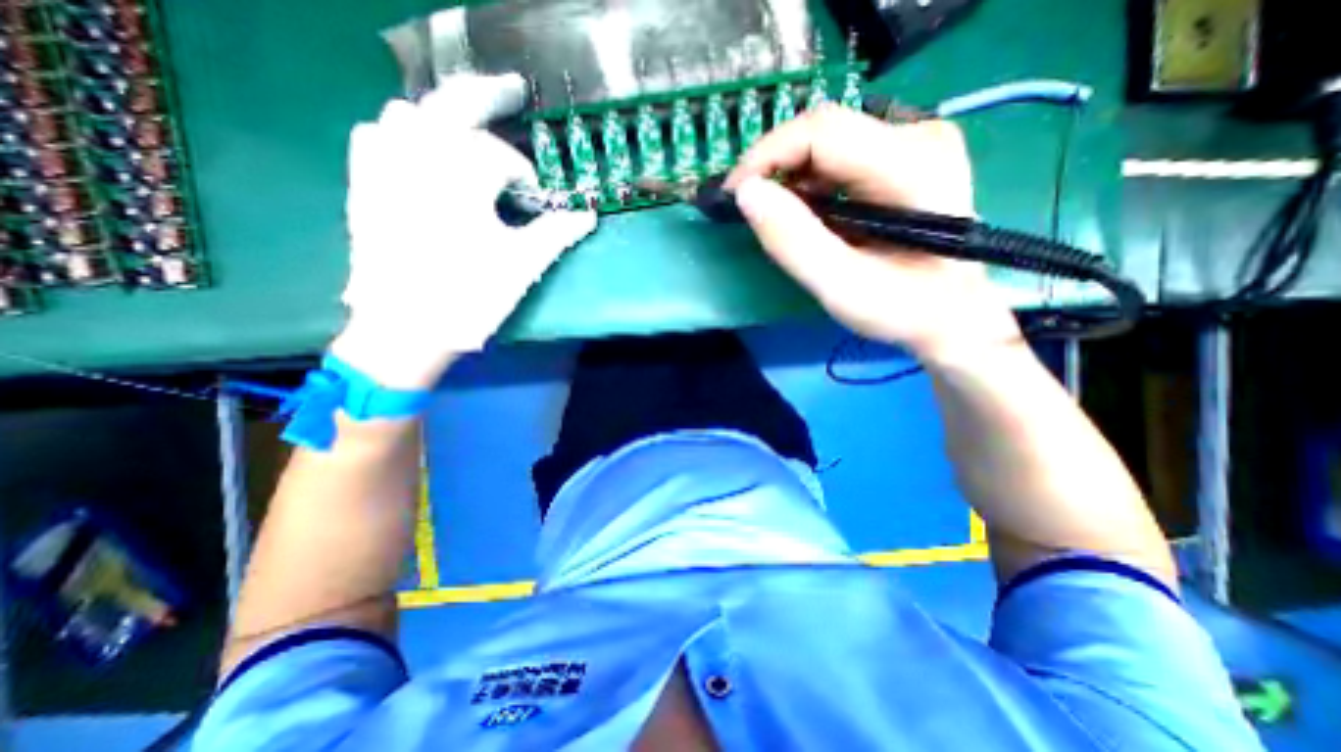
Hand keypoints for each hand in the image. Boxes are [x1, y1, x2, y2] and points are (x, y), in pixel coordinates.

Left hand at [328, 73, 596, 389]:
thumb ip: (557, 233)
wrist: (404, 329)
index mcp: (461, 176)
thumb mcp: (522, 265)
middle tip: (511, 91)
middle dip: (486, 98)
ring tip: (465, 138)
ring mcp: (383, 168)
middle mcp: (418, 157)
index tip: (535, 197)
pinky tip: (416, 154)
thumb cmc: (469, 297)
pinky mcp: (364, 186)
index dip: (524, 176)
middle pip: (453, 106)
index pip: (502, 158)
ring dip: (441, 120)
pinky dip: (397, 135)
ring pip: (407, 115)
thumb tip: (589, 215)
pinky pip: (373, 136)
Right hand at [731, 102, 1021, 366]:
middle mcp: (918, 135)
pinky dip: (810, 183)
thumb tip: (747, 193)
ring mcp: (915, 142)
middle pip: (824, 132)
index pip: (822, 131)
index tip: (733, 194)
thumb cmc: (903, 309)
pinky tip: (804, 213)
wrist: (952, 315)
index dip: (767, 155)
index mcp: (912, 164)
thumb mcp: (842, 286)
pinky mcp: (905, 157)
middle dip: (774, 167)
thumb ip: (793, 241)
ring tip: (773, 216)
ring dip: (790, 176)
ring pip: (828, 143)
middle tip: (748, 208)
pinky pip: (840, 157)